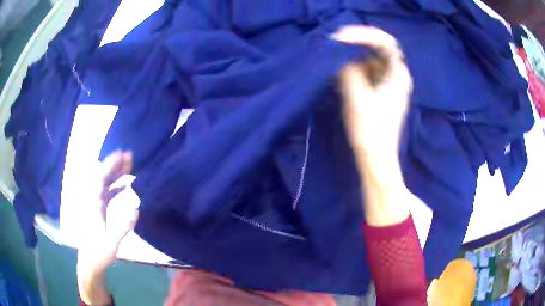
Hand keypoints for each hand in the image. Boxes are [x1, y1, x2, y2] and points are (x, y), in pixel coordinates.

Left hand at [99, 151, 138, 248]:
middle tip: (130, 156)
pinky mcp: (98, 209)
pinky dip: (115, 186)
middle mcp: (93, 200)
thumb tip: (136, 208)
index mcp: (94, 205)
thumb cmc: (99, 252)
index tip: (121, 154)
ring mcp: (95, 204)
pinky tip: (125, 185)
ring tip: (129, 166)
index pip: (101, 178)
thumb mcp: (112, 243)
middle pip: (103, 176)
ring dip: (116, 174)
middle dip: (115, 165)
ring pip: (105, 183)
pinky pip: (107, 192)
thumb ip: (123, 226)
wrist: (91, 261)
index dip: (110, 165)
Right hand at [334, 26, 411, 164]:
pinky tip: (341, 74)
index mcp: (399, 75)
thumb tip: (339, 56)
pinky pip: (367, 72)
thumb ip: (348, 71)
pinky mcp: (380, 92)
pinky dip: (353, 69)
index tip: (340, 37)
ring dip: (353, 57)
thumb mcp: (357, 97)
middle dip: (356, 45)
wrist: (376, 158)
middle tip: (334, 45)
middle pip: (377, 49)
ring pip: (370, 60)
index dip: (363, 35)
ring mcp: (388, 84)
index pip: (385, 43)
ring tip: (335, 60)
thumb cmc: (371, 131)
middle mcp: (397, 76)